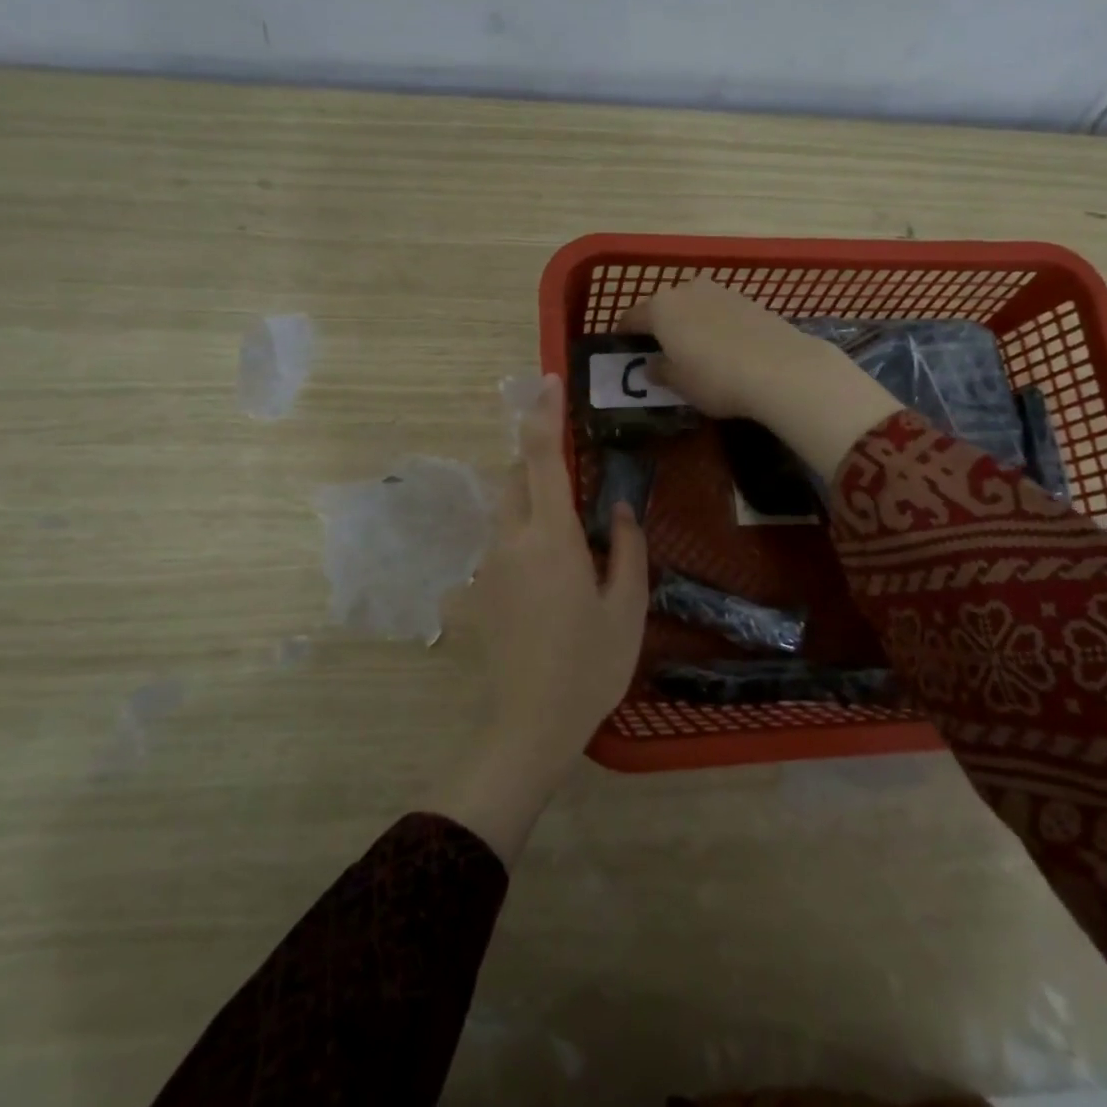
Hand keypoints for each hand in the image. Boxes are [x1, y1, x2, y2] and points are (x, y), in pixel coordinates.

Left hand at [422, 376, 647, 863]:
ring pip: (504, 507)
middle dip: (538, 460)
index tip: (547, 382)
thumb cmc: (589, 666)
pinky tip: (548, 571)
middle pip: (516, 476)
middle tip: (575, 476)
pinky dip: (522, 533)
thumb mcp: (627, 608)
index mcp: (552, 537)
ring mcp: (490, 564)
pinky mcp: (480, 588)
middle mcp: (512, 539)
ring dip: (529, 497)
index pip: (542, 459)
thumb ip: (627, 549)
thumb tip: (620, 509)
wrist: (529, 725)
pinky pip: (501, 541)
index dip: (543, 415)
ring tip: (565, 526)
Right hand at [617, 277, 899, 475]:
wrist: (782, 369)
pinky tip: (724, 349)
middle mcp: (687, 290)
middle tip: (660, 352)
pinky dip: (715, 326)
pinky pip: (719, 312)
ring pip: (693, 307)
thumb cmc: (716, 378)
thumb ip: (660, 371)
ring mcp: (721, 292)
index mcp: (660, 308)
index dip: (625, 335)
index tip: (624, 350)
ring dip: (689, 324)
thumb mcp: (680, 384)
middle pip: (664, 307)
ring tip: (694, 351)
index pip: (631, 318)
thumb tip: (652, 365)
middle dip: (659, 327)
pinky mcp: (749, 301)